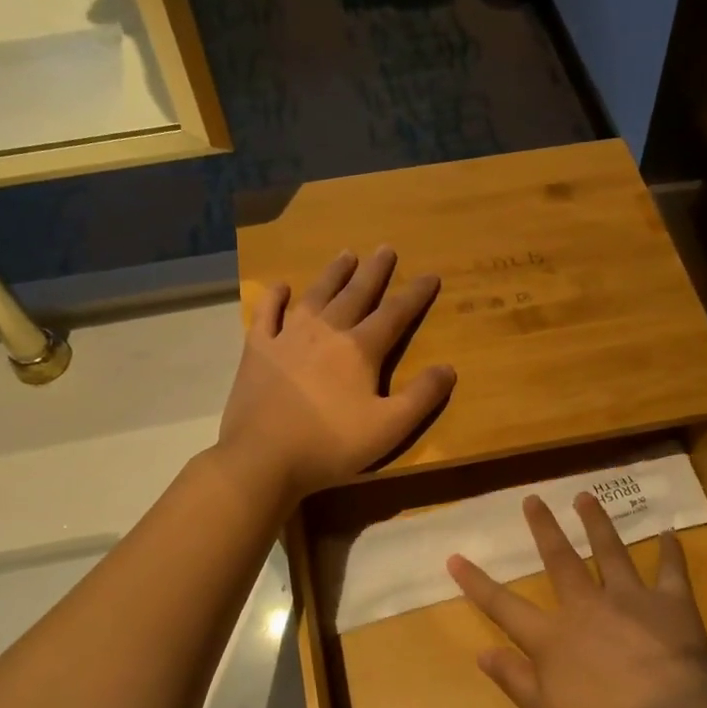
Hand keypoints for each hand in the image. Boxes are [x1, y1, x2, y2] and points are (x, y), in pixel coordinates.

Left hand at [218, 247, 455, 503]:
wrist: (263, 458)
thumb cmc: (331, 445)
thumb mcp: (389, 428)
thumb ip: (421, 397)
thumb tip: (449, 368)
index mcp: (359, 350)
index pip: (394, 314)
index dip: (415, 294)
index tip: (430, 275)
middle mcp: (325, 332)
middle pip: (355, 294)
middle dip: (374, 272)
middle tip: (385, 249)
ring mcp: (287, 337)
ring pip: (315, 296)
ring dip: (332, 274)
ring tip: (345, 255)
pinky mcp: (257, 351)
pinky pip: (266, 315)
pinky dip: (274, 298)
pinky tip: (281, 287)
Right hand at [446, 492, 706, 707]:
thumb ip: (514, 679)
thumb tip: (482, 652)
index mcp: (553, 637)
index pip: (504, 606)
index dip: (477, 583)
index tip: (455, 557)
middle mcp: (587, 606)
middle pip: (561, 560)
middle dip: (544, 529)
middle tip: (533, 499)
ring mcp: (631, 600)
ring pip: (611, 552)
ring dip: (597, 523)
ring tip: (586, 497)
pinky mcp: (672, 605)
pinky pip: (671, 571)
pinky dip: (671, 552)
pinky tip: (669, 533)